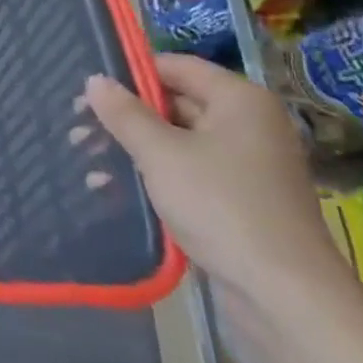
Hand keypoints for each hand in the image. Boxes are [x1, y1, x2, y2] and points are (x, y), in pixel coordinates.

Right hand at [83, 55, 356, 315]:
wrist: (284, 296)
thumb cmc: (221, 206)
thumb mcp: (161, 154)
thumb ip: (124, 113)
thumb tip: (95, 79)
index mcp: (239, 100)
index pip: (175, 66)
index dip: (130, 73)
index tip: (88, 88)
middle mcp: (247, 124)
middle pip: (174, 102)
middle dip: (125, 115)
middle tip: (78, 125)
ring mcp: (246, 164)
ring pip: (176, 140)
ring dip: (132, 147)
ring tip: (86, 156)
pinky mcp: (239, 199)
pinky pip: (187, 172)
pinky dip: (153, 174)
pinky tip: (111, 187)